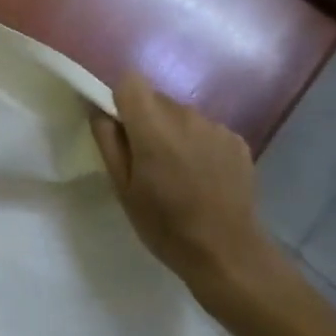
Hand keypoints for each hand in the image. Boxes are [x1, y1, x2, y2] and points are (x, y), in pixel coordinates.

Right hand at [90, 72, 290, 300]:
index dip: (122, 100)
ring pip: (183, 115)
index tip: (123, 129)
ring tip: (180, 173)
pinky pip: (207, 130)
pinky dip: (201, 145)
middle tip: (149, 161)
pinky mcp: (237, 140)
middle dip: (148, 121)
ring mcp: (216, 126)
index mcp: (152, 126)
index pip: (130, 81)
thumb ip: (107, 141)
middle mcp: (186, 115)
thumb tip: (97, 109)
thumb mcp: (122, 188)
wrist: (228, 254)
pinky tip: (205, 178)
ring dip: (175, 133)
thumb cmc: (165, 225)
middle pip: (157, 99)